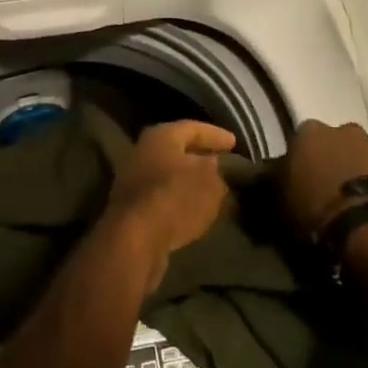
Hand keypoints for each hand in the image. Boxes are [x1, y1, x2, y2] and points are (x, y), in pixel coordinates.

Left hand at [105, 119, 234, 290]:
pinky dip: (180, 200)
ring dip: (189, 181)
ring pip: (169, 175)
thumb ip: (217, 171)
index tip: (235, 143)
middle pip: (177, 150)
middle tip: (223, 163)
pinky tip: (195, 210)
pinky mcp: (132, 208)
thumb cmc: (176, 197)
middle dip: (200, 157)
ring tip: (214, 189)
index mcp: (161, 136)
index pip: (193, 128)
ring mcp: (133, 180)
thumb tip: (214, 167)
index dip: (216, 135)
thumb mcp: (210, 181)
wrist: (136, 239)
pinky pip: (162, 197)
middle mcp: (142, 152)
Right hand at [283, 119, 367, 237]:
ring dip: (365, 167)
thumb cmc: (316, 214)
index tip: (306, 177)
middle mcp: (344, 129)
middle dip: (338, 157)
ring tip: (363, 197)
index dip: (306, 158)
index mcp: (309, 134)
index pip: (303, 139)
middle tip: (336, 186)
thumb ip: (283, 181)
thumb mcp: (283, 201)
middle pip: (339, 140)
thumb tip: (281, 177)